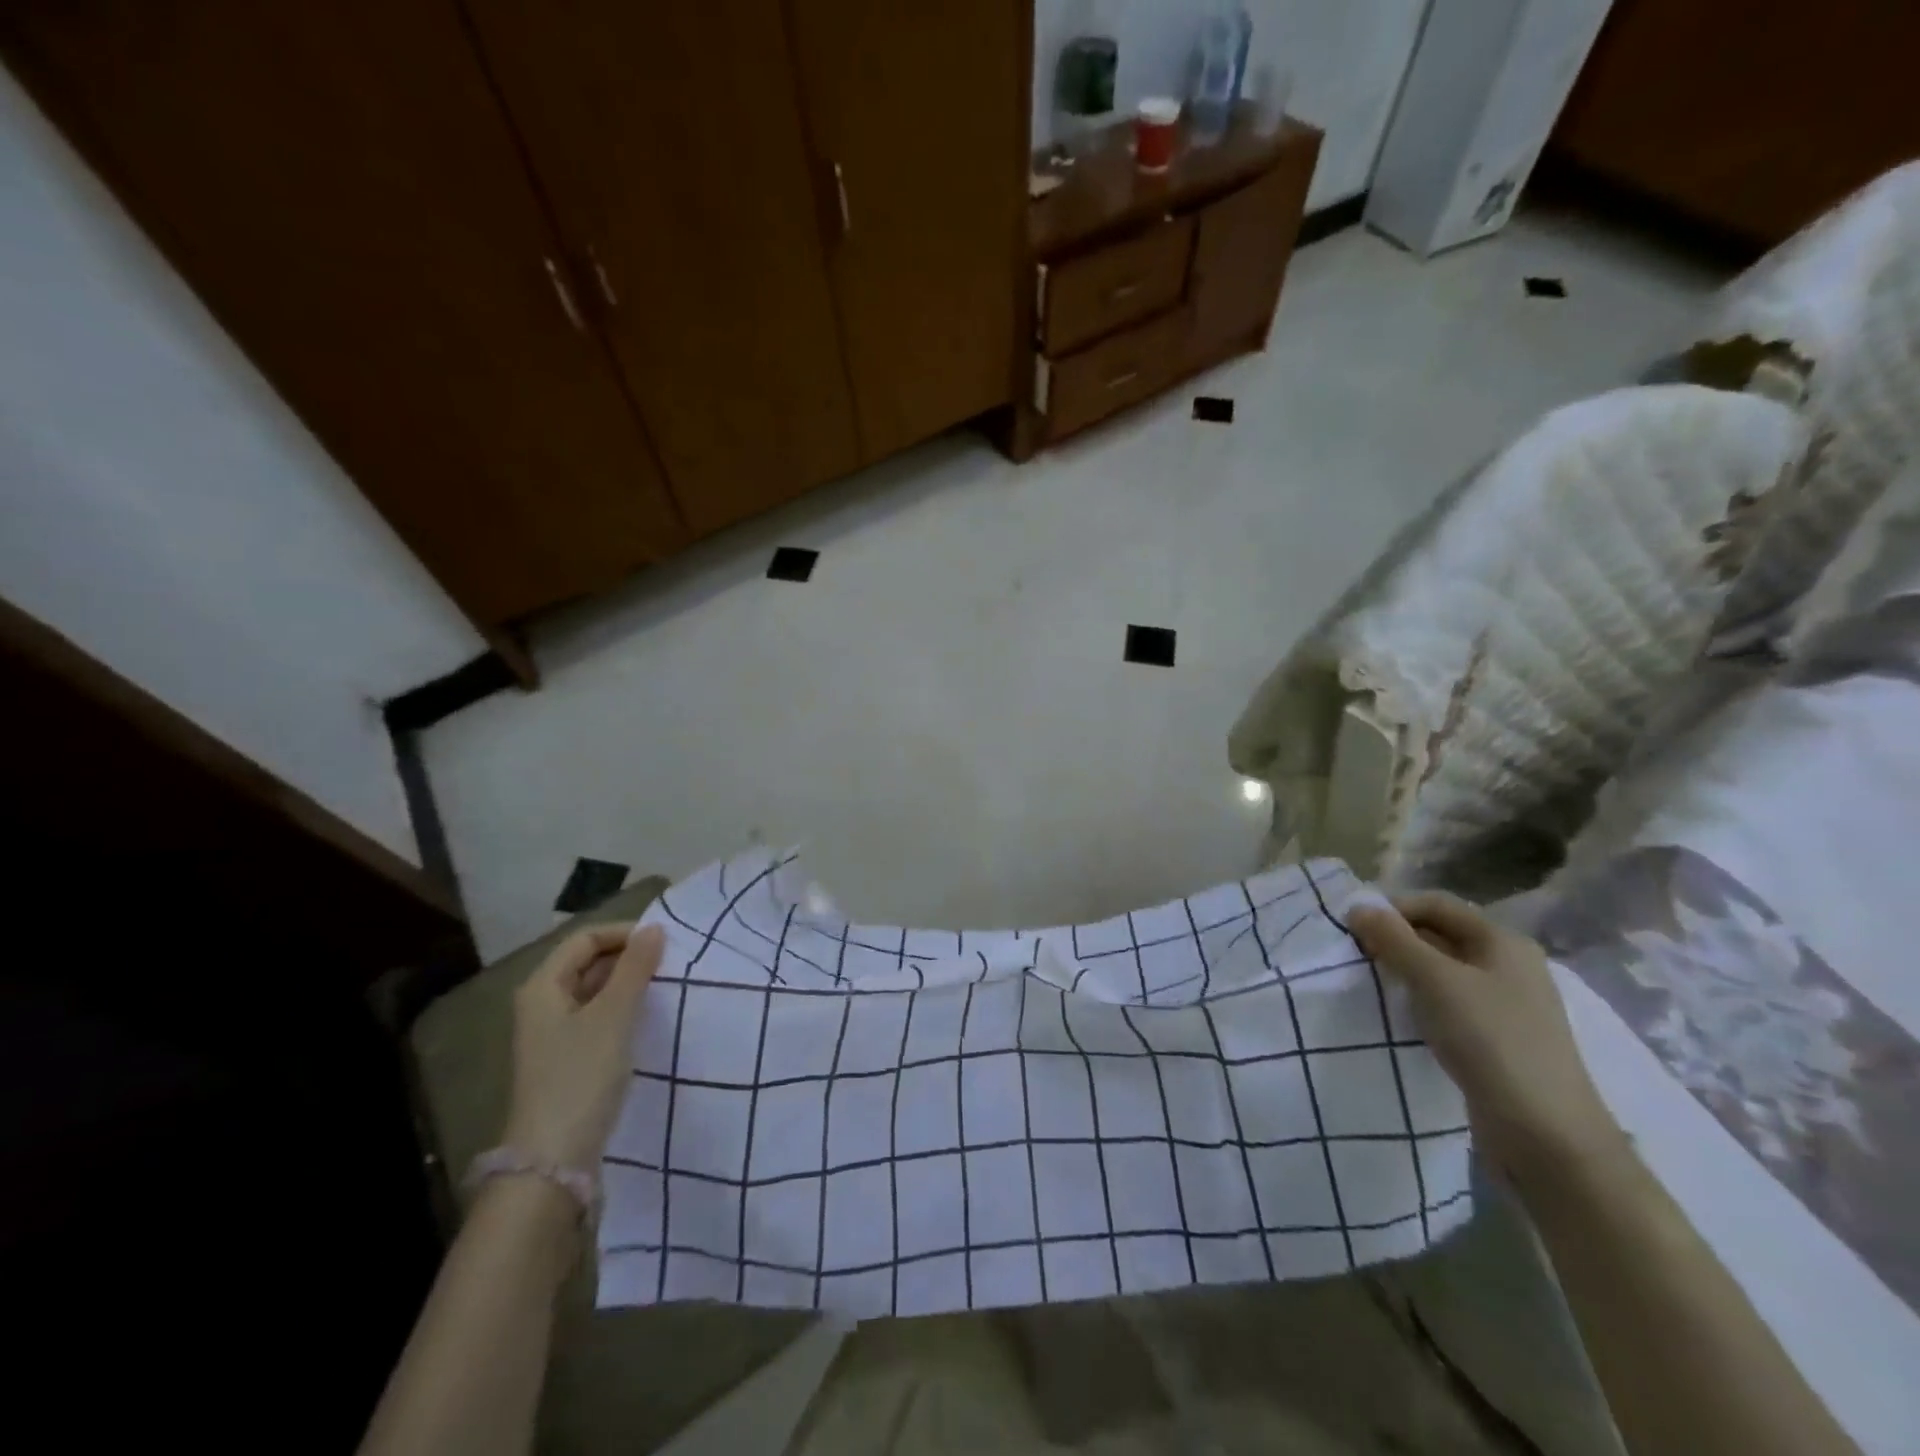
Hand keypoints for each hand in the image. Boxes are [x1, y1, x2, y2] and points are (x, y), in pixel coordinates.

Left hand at [502, 923, 664, 1169]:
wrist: (554, 1158)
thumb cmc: (582, 1075)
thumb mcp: (613, 1015)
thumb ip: (635, 968)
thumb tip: (654, 929)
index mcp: (542, 986)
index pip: (585, 939)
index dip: (624, 934)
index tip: (665, 943)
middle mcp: (542, 1003)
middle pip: (587, 962)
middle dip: (628, 957)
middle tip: (669, 964)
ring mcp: (552, 1033)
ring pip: (594, 990)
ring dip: (627, 983)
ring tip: (664, 987)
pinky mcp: (567, 1058)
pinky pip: (597, 1017)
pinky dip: (621, 1009)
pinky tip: (646, 1018)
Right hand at [1348, 892, 1627, 1188]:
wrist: (1546, 1134)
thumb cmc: (1490, 1040)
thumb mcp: (1434, 981)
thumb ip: (1394, 940)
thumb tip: (1358, 907)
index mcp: (1502, 941)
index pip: (1436, 904)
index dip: (1393, 909)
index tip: (1353, 929)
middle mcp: (1509, 965)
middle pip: (1441, 934)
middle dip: (1397, 939)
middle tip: (1357, 956)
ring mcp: (1507, 1004)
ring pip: (1444, 971)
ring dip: (1406, 971)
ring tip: (1374, 985)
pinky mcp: (1499, 1038)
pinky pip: (1452, 1003)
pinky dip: (1423, 1001)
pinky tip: (1403, 1017)